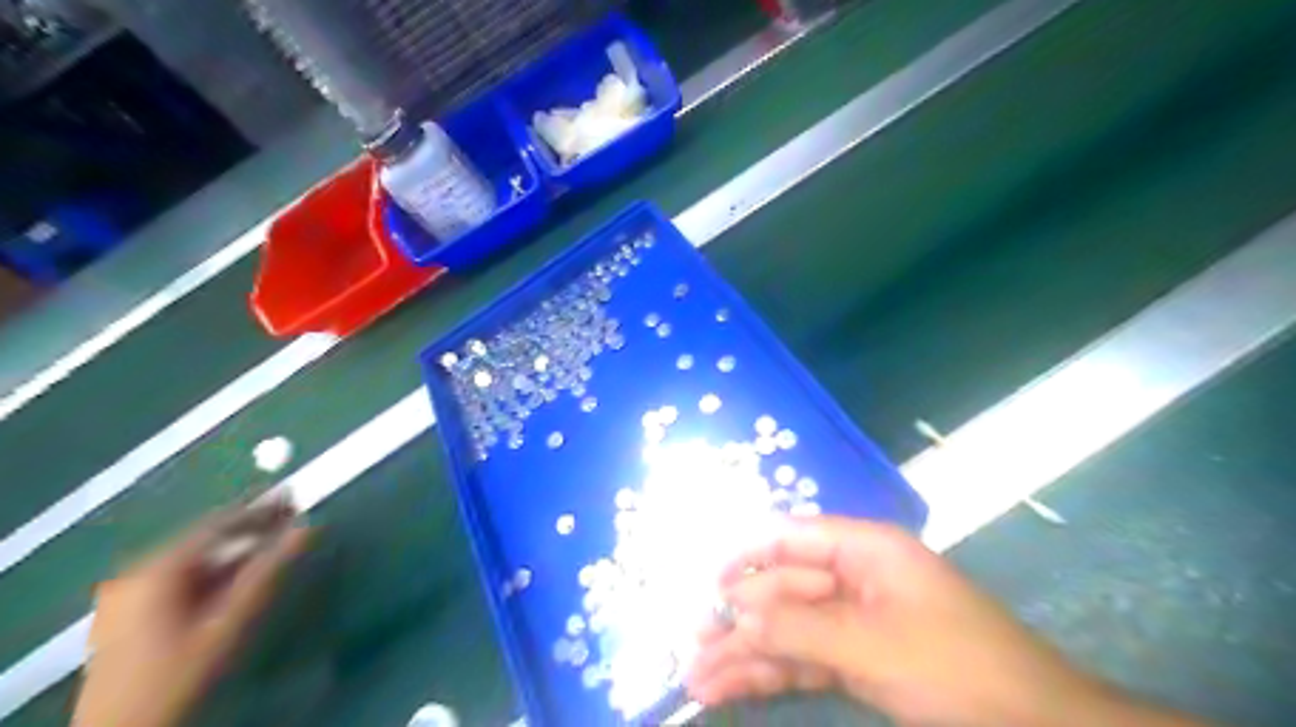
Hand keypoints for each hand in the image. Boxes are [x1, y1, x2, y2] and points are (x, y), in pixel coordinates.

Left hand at [74, 499, 308, 726]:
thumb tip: (310, 528)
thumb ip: (270, 572)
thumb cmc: (179, 676)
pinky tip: (237, 575)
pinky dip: (214, 569)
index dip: (260, 508)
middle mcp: (135, 572)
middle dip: (249, 527)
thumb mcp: (231, 623)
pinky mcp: (126, 615)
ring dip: (234, 549)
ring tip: (273, 542)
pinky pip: (180, 576)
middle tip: (292, 517)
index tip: (297, 496)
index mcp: (156, 569)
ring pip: (193, 558)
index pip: (217, 523)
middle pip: (203, 538)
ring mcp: (125, 595)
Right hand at [689, 516, 1124, 725]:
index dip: (745, 558)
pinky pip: (805, 658)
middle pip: (783, 590)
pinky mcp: (858, 658)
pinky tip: (733, 686)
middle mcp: (853, 576)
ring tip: (698, 678)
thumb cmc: (957, 668)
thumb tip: (735, 613)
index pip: (790, 538)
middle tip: (691, 648)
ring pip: (788, 628)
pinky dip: (770, 673)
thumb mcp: (872, 644)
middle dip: (738, 620)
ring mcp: (855, 620)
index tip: (706, 586)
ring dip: (745, 652)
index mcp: (864, 549)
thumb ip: (799, 626)